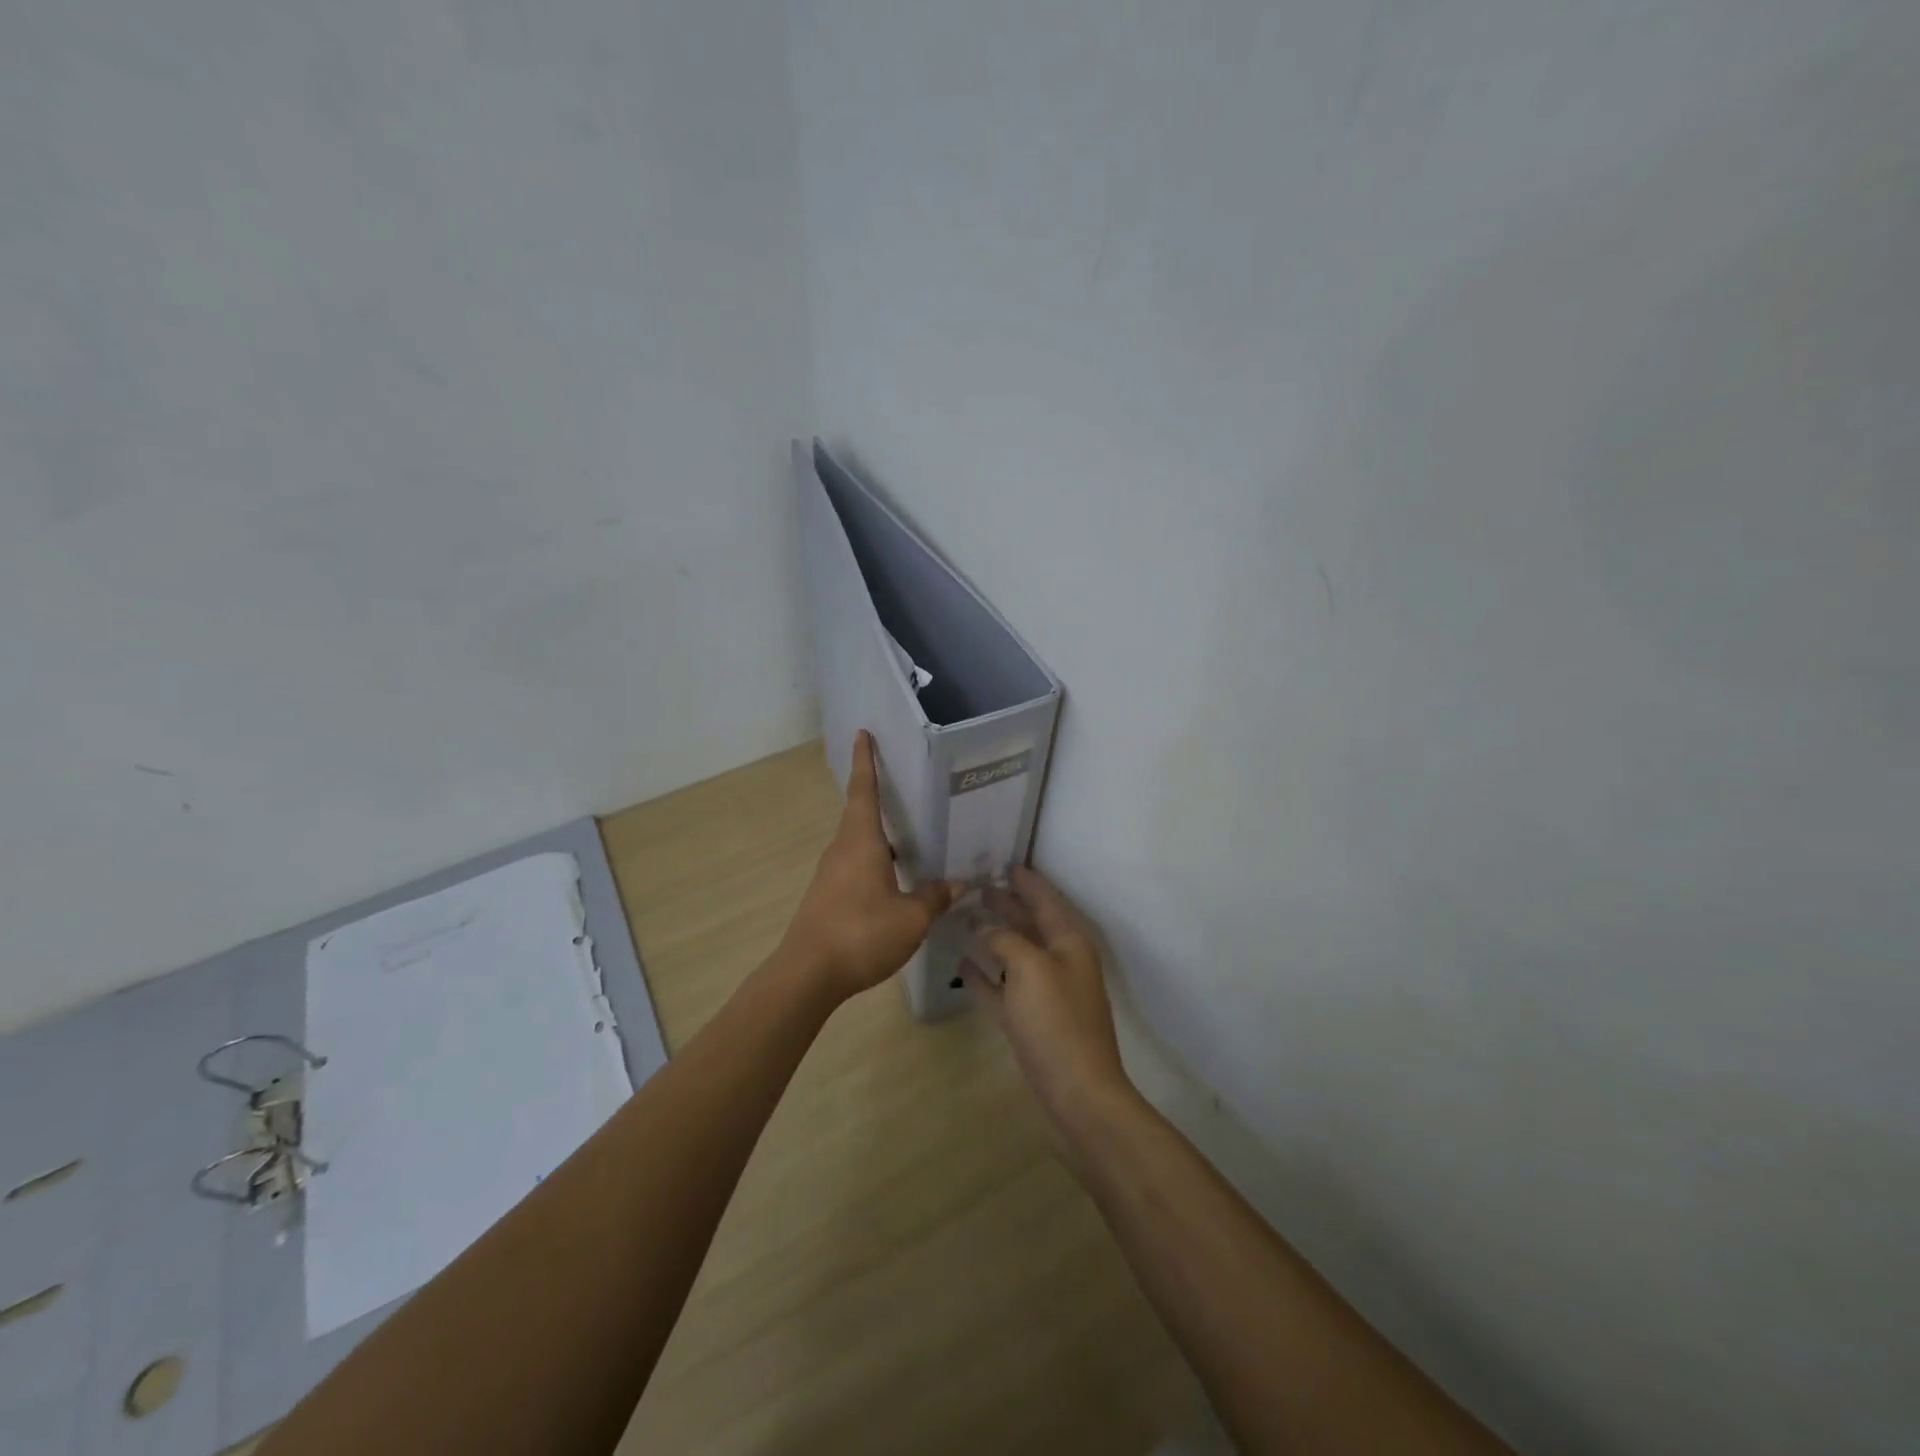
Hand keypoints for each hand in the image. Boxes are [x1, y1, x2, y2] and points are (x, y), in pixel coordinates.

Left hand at [781, 731, 959, 1001]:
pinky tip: (895, 881)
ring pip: (859, 844)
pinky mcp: (827, 896)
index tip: (862, 734)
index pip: (864, 790)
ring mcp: (831, 874)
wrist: (808, 974)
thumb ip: (935, 897)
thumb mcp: (911, 918)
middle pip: (861, 815)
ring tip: (910, 838)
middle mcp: (842, 849)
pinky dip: (875, 862)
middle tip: (906, 789)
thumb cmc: (861, 934)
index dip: (865, 761)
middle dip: (879, 798)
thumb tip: (958, 883)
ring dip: (880, 837)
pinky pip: (855, 866)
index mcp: (861, 841)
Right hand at [962, 867, 1134, 1127]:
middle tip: (977, 885)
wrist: (1077, 1091)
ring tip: (966, 917)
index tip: (1005, 863)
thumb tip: (985, 926)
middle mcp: (1059, 961)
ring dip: (993, 936)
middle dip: (1007, 904)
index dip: (1027, 881)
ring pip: (1015, 954)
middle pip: (1030, 924)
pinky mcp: (1029, 1020)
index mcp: (1069, 943)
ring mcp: (1044, 992)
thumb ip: (1005, 940)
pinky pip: (1003, 988)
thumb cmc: (1057, 1021)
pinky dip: (985, 975)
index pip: (1047, 900)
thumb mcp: (1030, 967)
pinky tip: (962, 963)